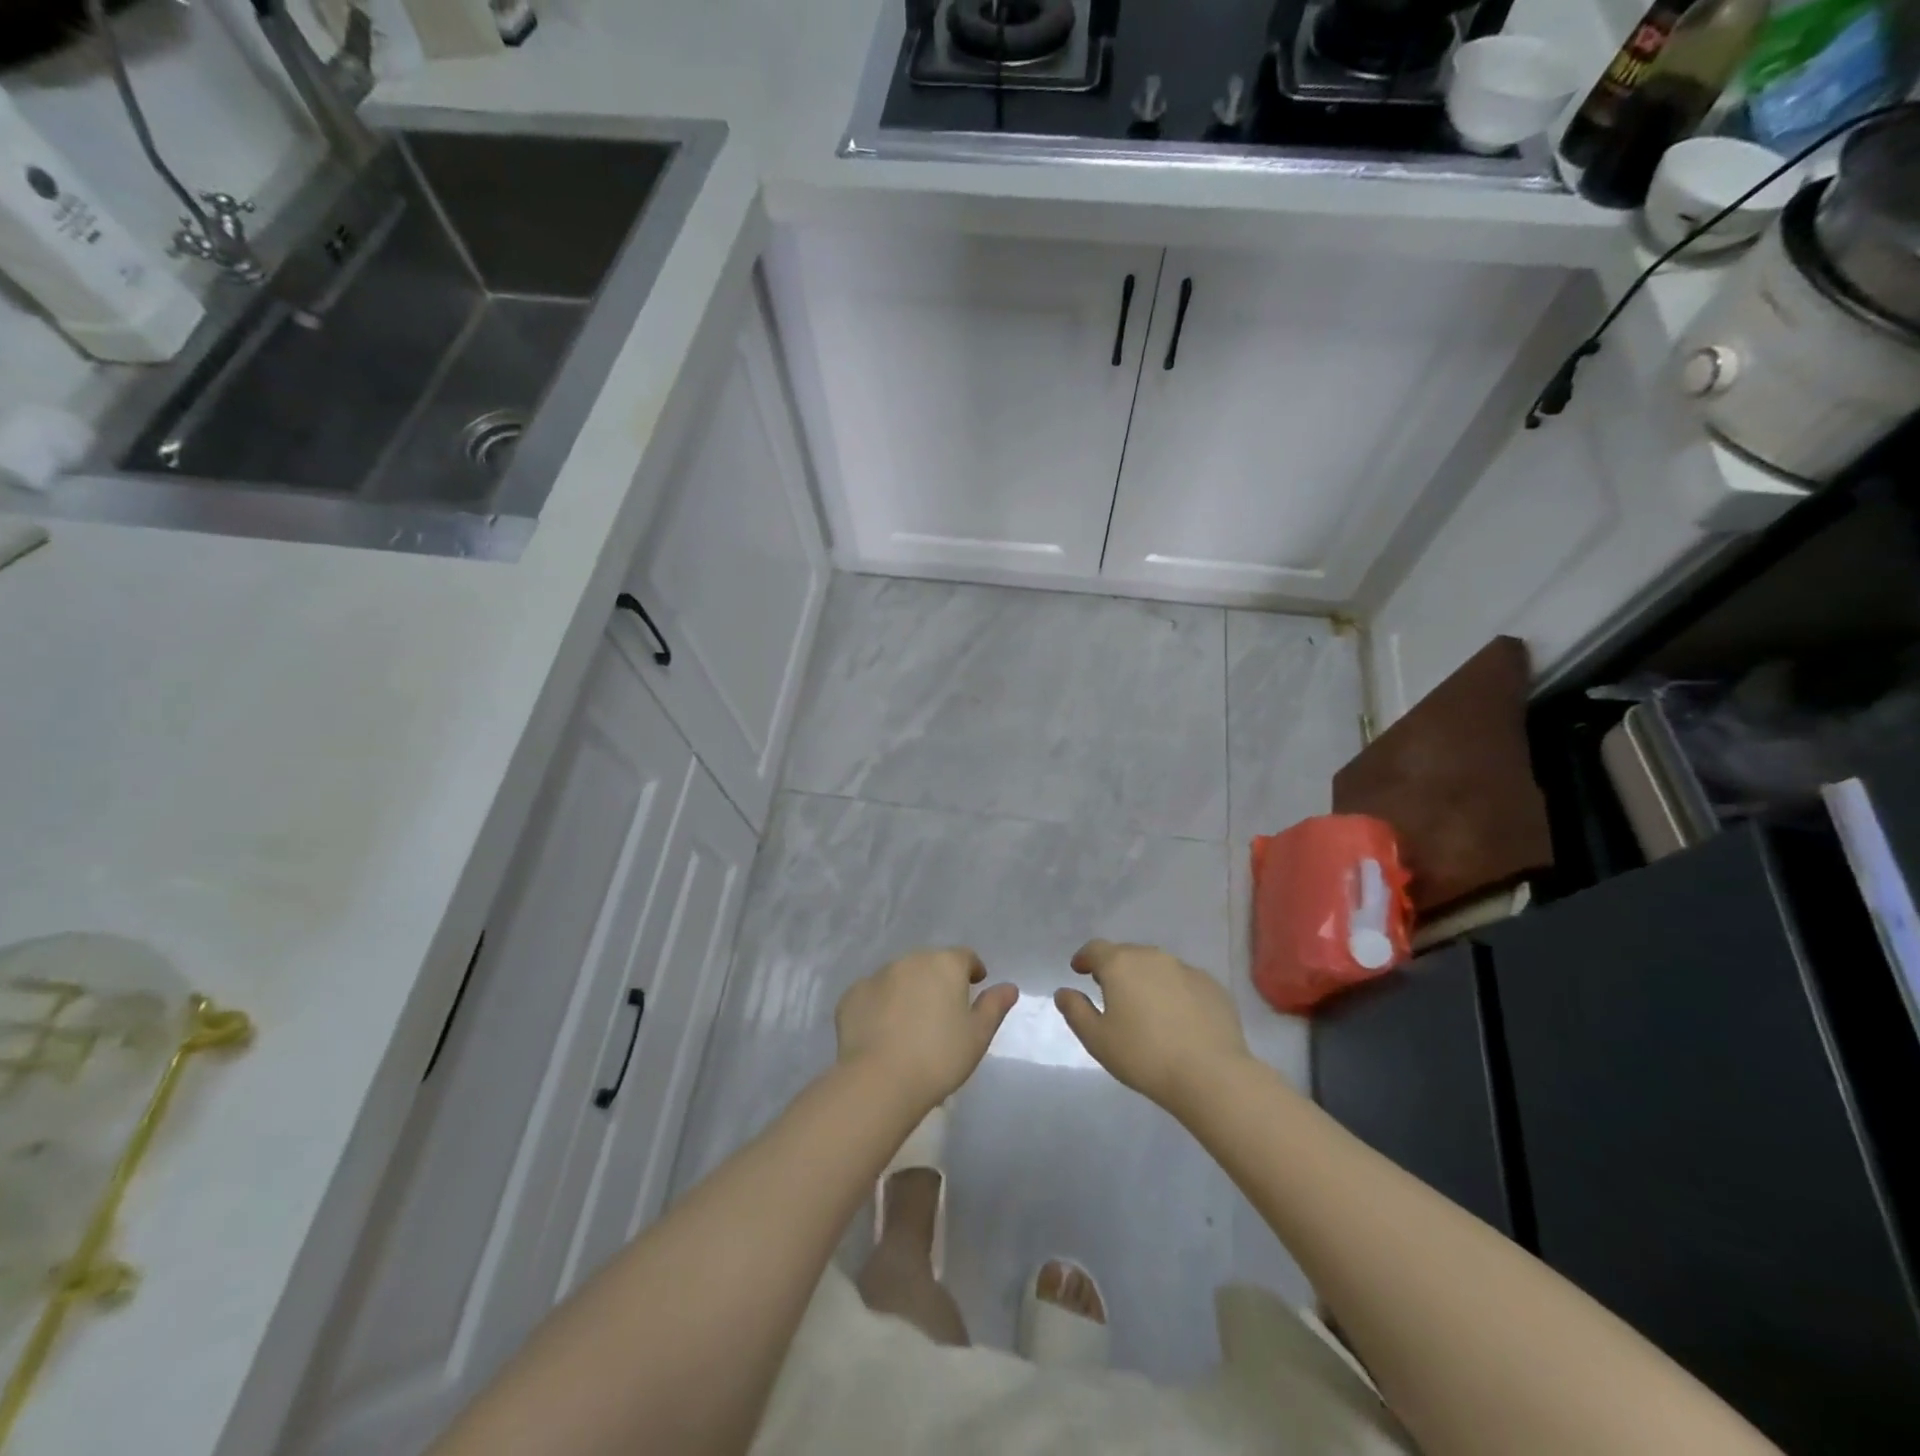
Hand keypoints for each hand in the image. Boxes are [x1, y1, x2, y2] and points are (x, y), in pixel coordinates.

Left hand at [835, 948, 1018, 1111]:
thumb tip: (1009, 987)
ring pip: (900, 976)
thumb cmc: (939, 1057)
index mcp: (944, 964)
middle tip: (943, 1010)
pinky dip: (880, 1005)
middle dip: (938, 979)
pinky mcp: (852, 995)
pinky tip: (883, 1031)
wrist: (880, 1080)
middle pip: (930, 963)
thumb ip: (994, 1006)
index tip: (975, 985)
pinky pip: (873, 994)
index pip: (964, 957)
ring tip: (911, 1022)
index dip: (972, 969)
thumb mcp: (978, 1035)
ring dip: (909, 990)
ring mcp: (877, 975)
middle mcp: (910, 960)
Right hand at [1055, 940, 1250, 1113]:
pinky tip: (1177, 1018)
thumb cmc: (1144, 1056)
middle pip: (1127, 954)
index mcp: (1120, 965)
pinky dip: (1174, 991)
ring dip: (1146, 978)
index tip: (1079, 971)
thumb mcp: (1097, 1040)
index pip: (1096, 949)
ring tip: (1145, 1005)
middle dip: (1115, 968)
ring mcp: (1186, 969)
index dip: (1085, 958)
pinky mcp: (1212, 986)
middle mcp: (1153, 957)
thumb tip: (1064, 992)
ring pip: (1158, 966)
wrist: (1210, 1074)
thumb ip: (1076, 1011)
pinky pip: (1184, 981)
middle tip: (1110, 992)